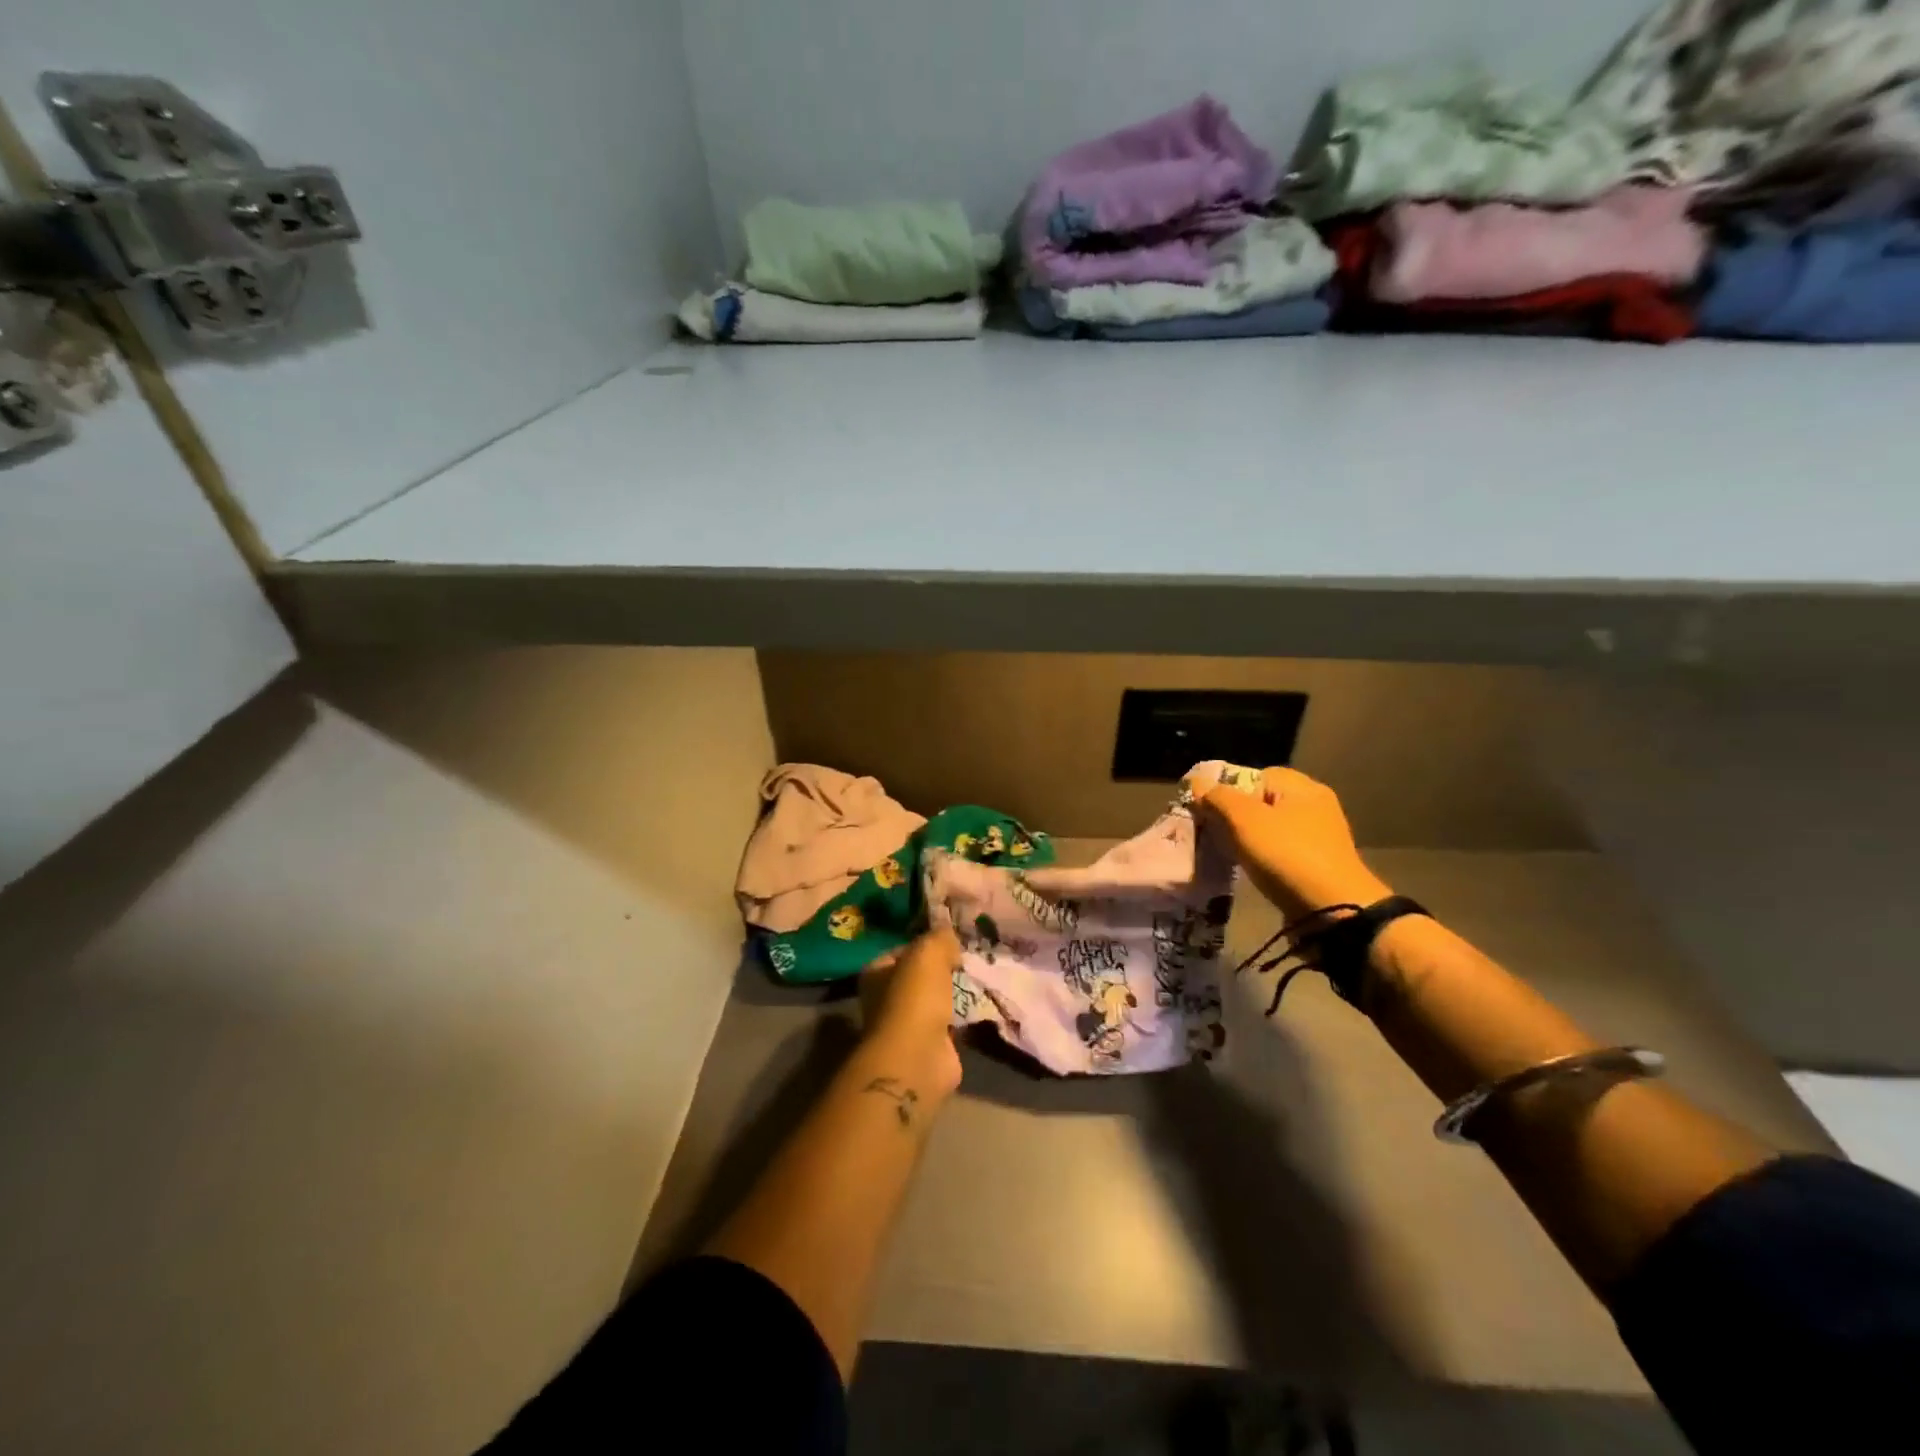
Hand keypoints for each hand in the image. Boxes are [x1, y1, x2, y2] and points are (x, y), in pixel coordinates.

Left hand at [859, 928, 963, 1097]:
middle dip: (943, 970)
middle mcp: (885, 999)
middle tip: (969, 961)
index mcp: (875, 973)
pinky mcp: (929, 1046)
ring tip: (979, 979)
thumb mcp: (928, 952)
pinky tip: (980, 1005)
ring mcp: (906, 1026)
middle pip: (919, 977)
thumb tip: (949, 938)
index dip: (926, 944)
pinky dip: (963, 1017)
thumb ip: (939, 938)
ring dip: (954, 994)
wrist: (919, 1056)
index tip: (952, 942)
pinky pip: (949, 1023)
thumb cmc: (915, 998)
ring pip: (935, 1000)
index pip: (902, 951)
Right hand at [1199, 767, 1391, 921]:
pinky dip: (1262, 858)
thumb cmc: (1287, 856)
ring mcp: (1319, 837)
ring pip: (1269, 828)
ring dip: (1246, 839)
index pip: (1254, 775)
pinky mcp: (1318, 865)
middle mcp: (1315, 806)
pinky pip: (1280, 851)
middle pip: (1260, 802)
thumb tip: (1198, 783)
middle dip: (1233, 816)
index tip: (1206, 810)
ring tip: (1226, 853)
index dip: (1226, 789)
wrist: (1334, 913)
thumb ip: (1218, 797)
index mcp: (1302, 787)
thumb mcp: (1244, 820)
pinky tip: (1249, 870)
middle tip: (1211, 832)